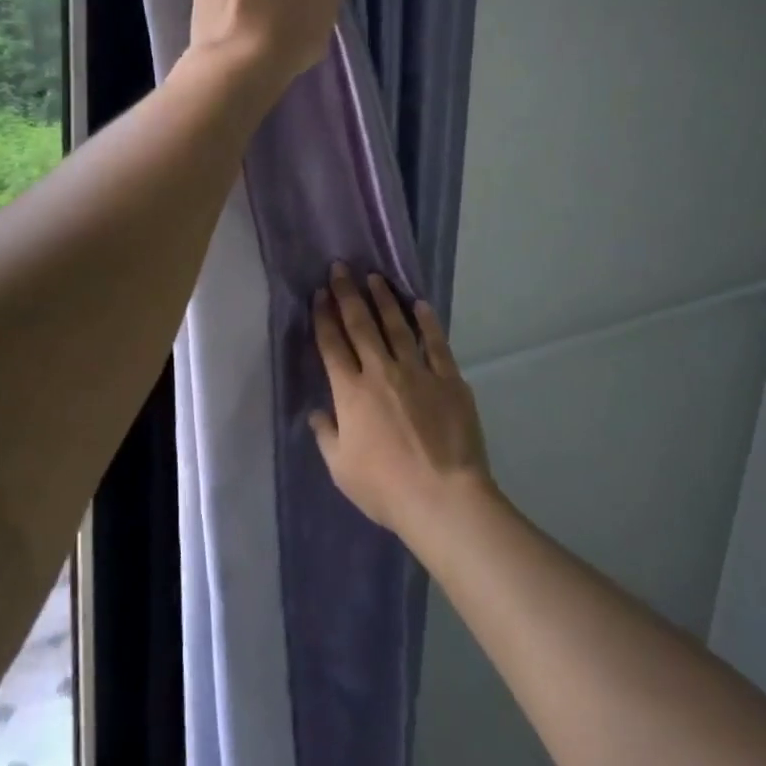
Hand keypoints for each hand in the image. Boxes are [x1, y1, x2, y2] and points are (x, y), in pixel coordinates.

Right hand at [310, 265, 493, 545]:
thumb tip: (317, 413)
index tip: (319, 294)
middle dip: (347, 294)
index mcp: (350, 393)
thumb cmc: (385, 488)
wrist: (442, 497)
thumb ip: (326, 435)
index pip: (332, 345)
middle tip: (341, 268)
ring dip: (383, 299)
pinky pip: (435, 343)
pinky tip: (419, 303)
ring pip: (396, 326)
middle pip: (360, 325)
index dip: (323, 317)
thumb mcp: (341, 468)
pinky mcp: (448, 379)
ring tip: (374, 277)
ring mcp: (417, 372)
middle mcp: (380, 372)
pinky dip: (426, 321)